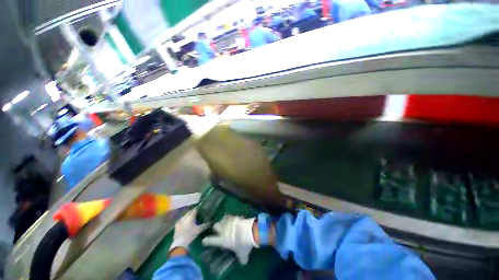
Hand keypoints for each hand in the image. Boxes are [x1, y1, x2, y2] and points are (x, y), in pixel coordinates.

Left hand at [170, 210, 208, 250]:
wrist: (180, 243)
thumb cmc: (190, 235)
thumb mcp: (199, 230)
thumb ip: (205, 225)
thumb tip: (211, 221)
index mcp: (191, 216)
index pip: (195, 209)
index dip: (198, 208)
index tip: (201, 207)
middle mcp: (185, 217)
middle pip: (189, 212)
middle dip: (193, 211)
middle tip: (197, 212)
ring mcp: (180, 221)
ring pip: (184, 215)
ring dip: (188, 215)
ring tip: (191, 216)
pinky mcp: (176, 226)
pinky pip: (180, 220)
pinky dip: (183, 219)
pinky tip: (184, 221)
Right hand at [202, 215, 257, 264]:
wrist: (248, 231)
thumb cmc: (243, 244)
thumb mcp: (242, 254)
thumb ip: (241, 258)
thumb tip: (243, 261)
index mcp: (222, 240)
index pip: (211, 240)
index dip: (207, 241)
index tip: (204, 240)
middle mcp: (223, 230)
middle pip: (215, 226)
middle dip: (216, 227)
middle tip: (219, 230)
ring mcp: (228, 222)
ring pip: (221, 219)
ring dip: (223, 221)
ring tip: (226, 223)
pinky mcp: (234, 216)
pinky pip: (229, 216)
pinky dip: (230, 218)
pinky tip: (232, 219)